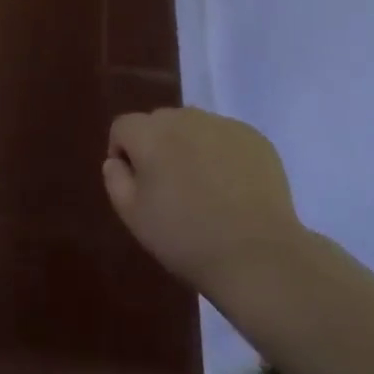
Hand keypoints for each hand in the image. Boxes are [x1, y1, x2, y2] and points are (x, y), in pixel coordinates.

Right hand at [104, 107, 304, 297]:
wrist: (257, 255)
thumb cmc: (186, 238)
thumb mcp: (133, 217)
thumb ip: (115, 180)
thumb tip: (117, 161)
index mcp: (150, 133)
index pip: (123, 127)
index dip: (123, 153)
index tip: (137, 185)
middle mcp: (185, 118)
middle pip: (159, 123)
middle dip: (158, 147)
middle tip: (170, 188)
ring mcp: (223, 125)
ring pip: (194, 127)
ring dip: (190, 147)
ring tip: (205, 187)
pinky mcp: (255, 138)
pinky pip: (227, 138)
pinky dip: (223, 154)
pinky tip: (234, 188)